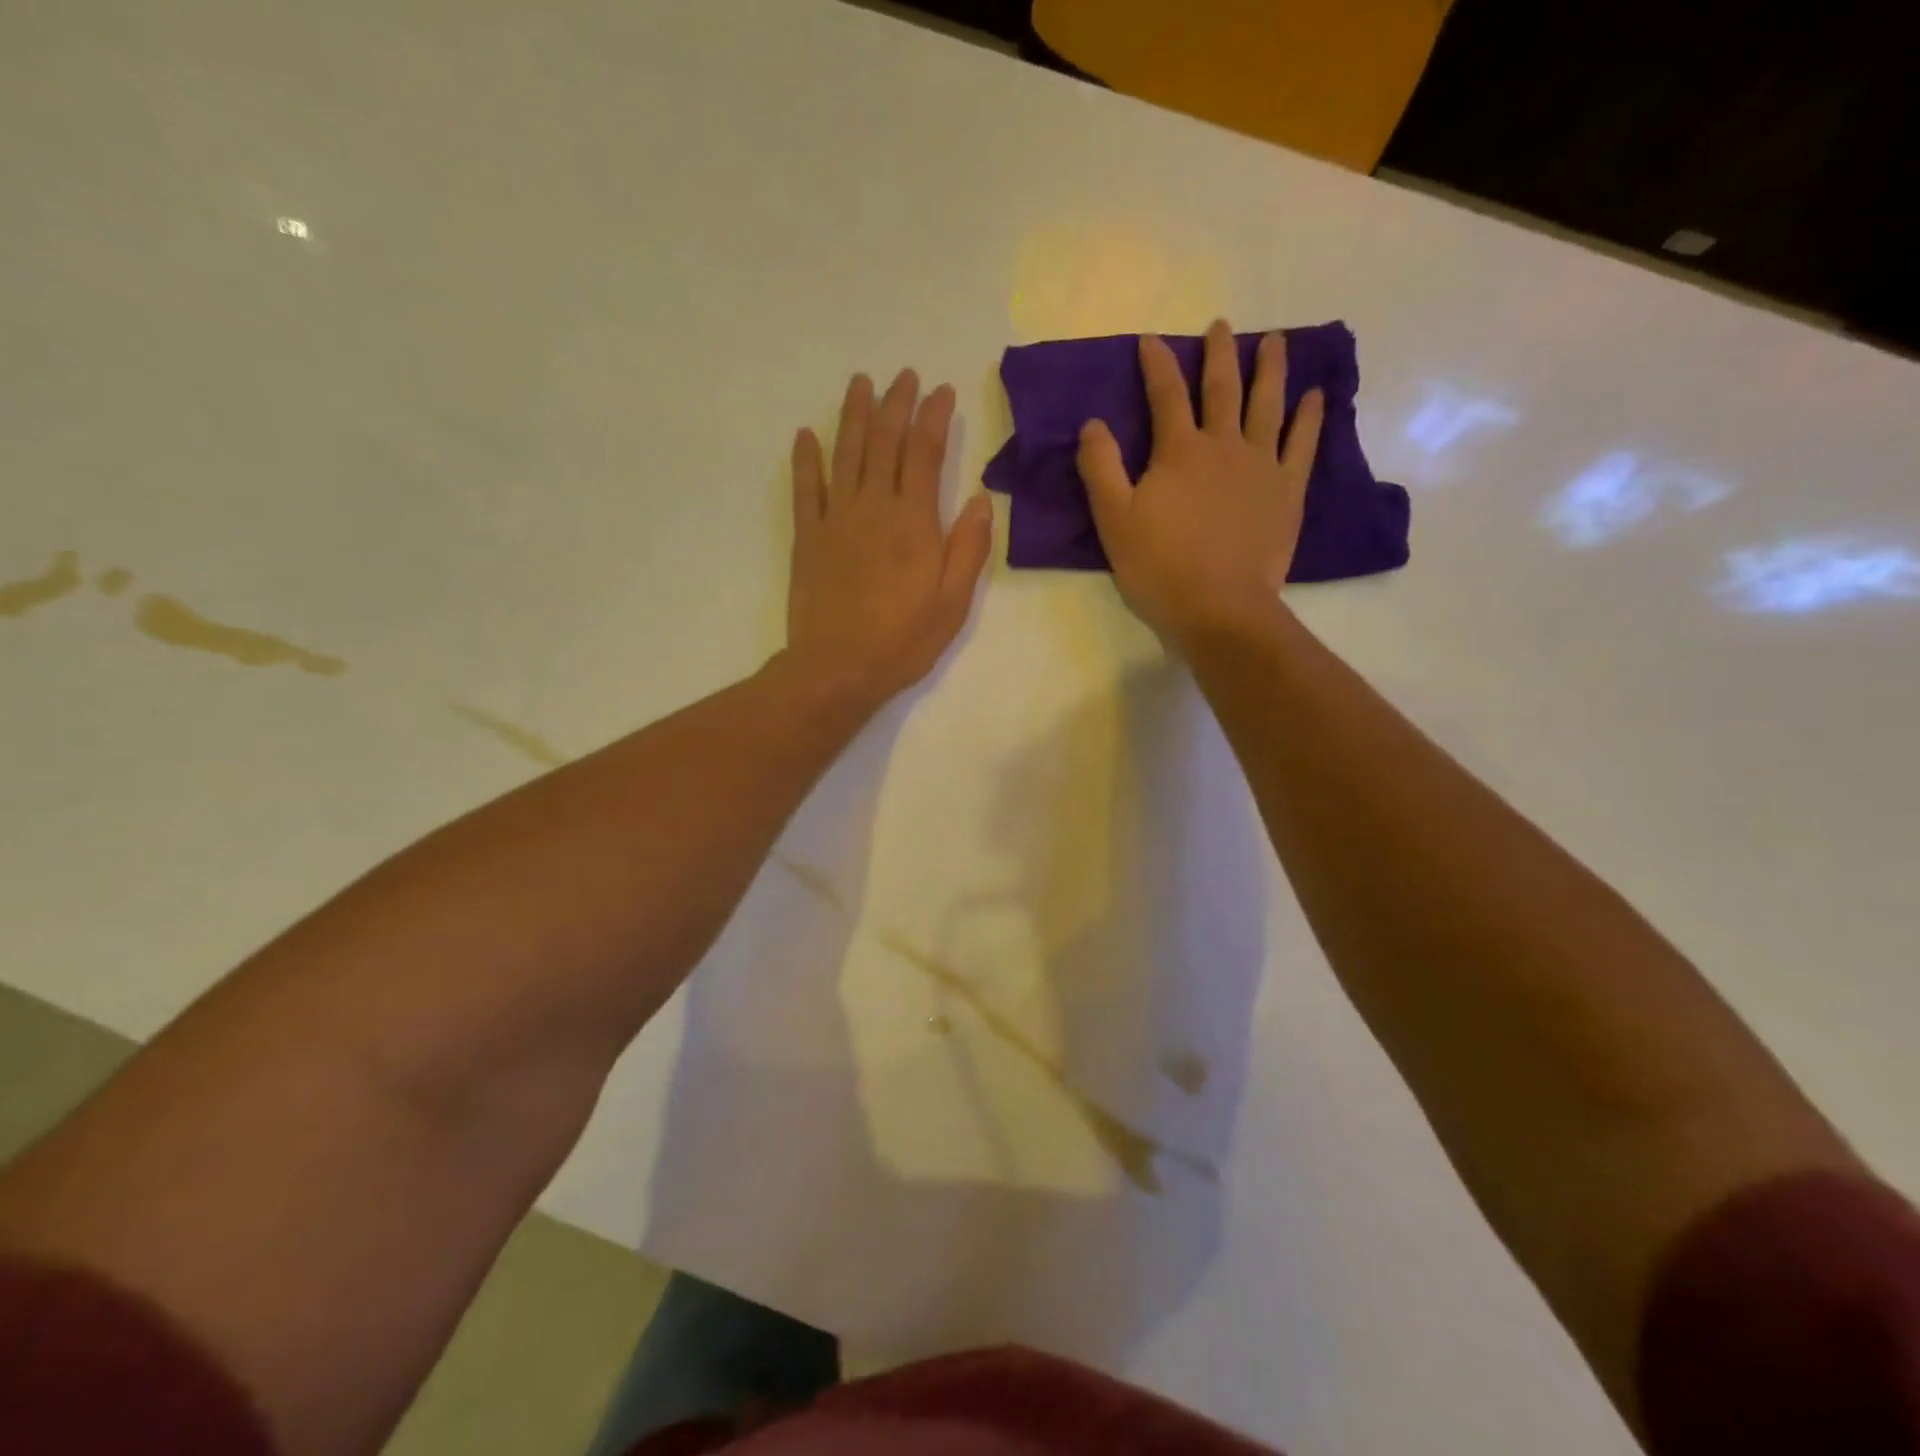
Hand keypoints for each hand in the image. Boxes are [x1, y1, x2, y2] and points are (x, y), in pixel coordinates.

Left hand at [785, 369, 993, 709]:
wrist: (836, 669)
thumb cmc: (902, 642)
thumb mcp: (953, 605)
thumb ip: (968, 549)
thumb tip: (982, 499)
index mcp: (914, 523)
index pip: (925, 453)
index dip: (933, 416)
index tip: (941, 392)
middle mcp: (874, 508)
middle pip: (884, 441)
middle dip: (896, 403)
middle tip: (903, 376)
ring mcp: (836, 519)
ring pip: (845, 453)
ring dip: (853, 415)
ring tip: (860, 383)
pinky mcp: (808, 537)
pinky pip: (805, 488)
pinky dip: (806, 459)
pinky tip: (806, 435)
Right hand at [1076, 319, 1323, 642]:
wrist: (1219, 607)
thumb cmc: (1159, 566)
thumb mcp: (1114, 520)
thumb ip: (1101, 468)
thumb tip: (1093, 424)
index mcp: (1179, 451)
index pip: (1166, 395)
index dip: (1157, 364)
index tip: (1151, 340)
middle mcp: (1224, 445)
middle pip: (1222, 388)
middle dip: (1218, 353)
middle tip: (1221, 326)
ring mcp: (1261, 465)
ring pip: (1268, 405)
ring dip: (1269, 369)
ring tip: (1273, 341)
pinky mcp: (1287, 491)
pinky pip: (1302, 444)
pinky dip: (1309, 417)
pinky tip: (1314, 397)